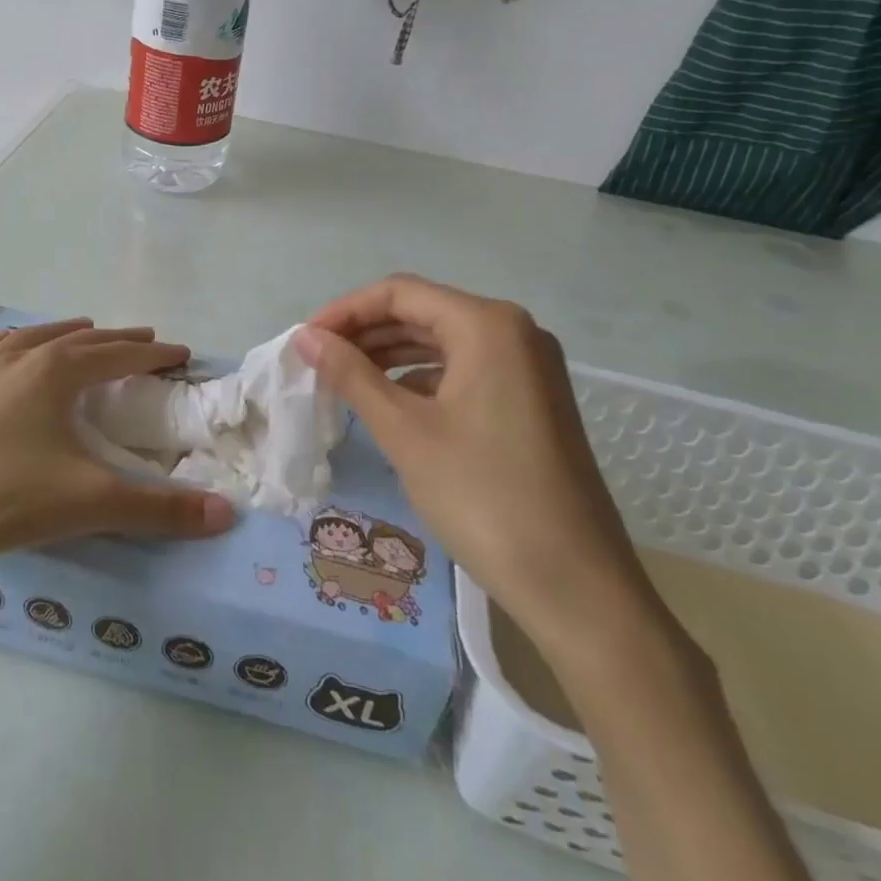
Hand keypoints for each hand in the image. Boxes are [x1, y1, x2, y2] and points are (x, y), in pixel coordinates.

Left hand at [0, 319, 234, 574]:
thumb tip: (226, 514)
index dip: (153, 355)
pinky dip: (11, 343)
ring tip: (83, 329)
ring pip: (31, 338)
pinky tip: (7, 348)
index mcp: (54, 374)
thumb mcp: (89, 504)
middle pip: (78, 339)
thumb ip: (158, 509)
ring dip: (64, 332)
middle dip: (115, 339)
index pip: (118, 355)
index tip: (180, 353)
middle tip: (144, 340)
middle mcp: (18, 360)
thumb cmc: (3, 498)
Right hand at [295, 276, 666, 659]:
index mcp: (487, 325)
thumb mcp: (405, 431)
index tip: (305, 341)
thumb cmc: (483, 497)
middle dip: (364, 333)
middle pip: (422, 312)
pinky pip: (463, 371)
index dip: (344, 310)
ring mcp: (527, 367)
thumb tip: (306, 337)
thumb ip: (351, 374)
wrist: (576, 587)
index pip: (399, 293)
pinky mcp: (530, 400)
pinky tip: (389, 404)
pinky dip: (421, 380)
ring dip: (389, 356)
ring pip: (442, 343)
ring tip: (342, 381)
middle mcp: (513, 331)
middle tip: (316, 363)